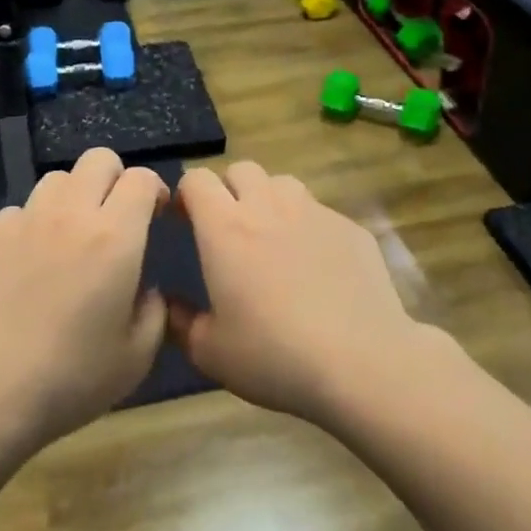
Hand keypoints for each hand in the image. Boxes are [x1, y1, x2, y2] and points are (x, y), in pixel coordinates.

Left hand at [0, 148, 168, 453]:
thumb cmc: (69, 380)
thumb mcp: (137, 358)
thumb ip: (154, 311)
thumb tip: (144, 288)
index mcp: (114, 237)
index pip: (141, 178)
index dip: (154, 190)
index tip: (155, 216)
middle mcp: (69, 215)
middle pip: (98, 159)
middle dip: (116, 179)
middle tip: (117, 218)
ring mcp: (23, 221)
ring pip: (57, 179)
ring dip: (75, 196)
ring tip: (72, 236)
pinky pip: (20, 209)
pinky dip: (34, 223)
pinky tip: (30, 262)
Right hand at [169, 162, 423, 424]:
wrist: (361, 362)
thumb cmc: (274, 355)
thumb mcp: (210, 352)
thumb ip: (180, 322)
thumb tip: (169, 303)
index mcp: (225, 229)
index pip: (197, 180)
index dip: (186, 194)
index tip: (185, 221)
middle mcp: (268, 207)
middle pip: (241, 169)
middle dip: (229, 189)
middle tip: (230, 228)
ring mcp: (314, 213)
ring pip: (283, 183)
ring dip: (270, 199)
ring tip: (273, 238)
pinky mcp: (350, 227)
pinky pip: (320, 211)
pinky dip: (309, 226)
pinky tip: (318, 265)